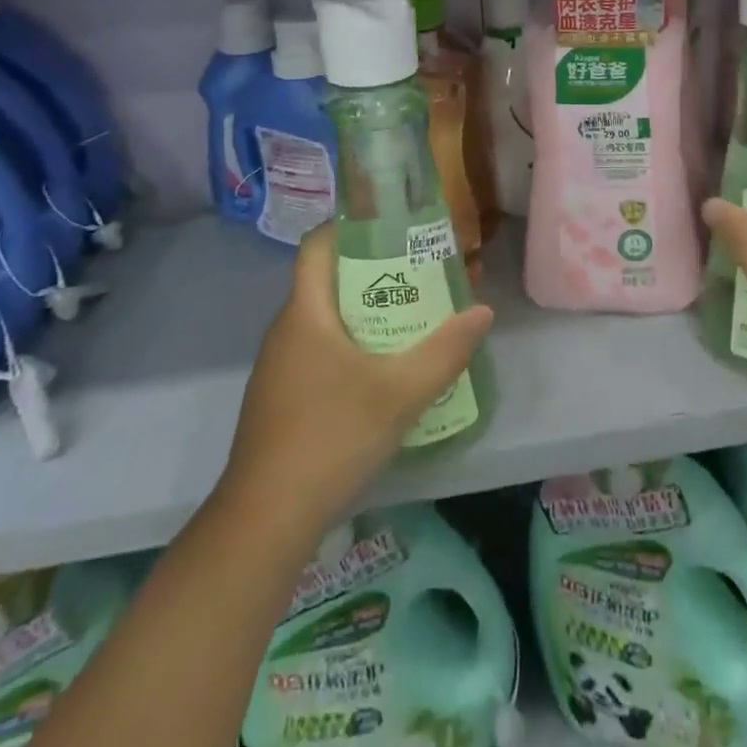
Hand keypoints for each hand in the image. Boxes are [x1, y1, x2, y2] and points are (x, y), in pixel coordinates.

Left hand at [215, 226, 493, 539]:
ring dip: (364, 311)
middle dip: (373, 271)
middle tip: (419, 273)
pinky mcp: (281, 399)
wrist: (265, 521)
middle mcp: (285, 330)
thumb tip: (482, 311)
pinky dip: (350, 345)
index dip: (350, 226)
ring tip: (410, 317)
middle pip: (327, 280)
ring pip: (324, 319)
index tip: (391, 226)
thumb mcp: (401, 392)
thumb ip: (446, 350)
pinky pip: (318, 351)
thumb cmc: (331, 438)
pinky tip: (381, 371)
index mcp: (305, 313)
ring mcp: (278, 367)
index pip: (317, 245)